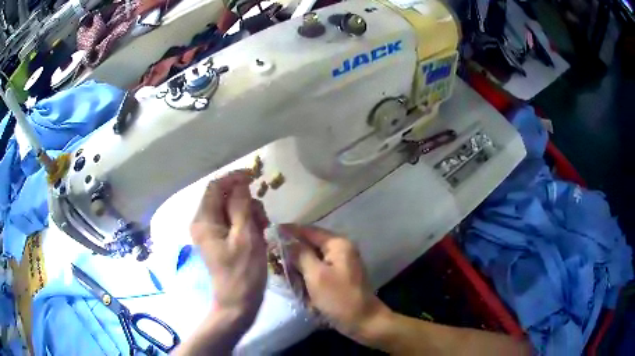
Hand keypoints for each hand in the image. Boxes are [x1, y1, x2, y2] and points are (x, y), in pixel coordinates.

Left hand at [190, 171, 268, 322]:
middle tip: (262, 218)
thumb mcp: (246, 236)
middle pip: (224, 197)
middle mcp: (203, 222)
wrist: (238, 302)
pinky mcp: (220, 240)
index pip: (216, 187)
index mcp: (204, 220)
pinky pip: (233, 222)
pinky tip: (259, 235)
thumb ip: (241, 206)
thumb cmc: (243, 272)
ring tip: (263, 229)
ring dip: (249, 213)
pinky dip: (247, 223)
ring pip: (231, 209)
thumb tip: (241, 183)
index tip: (255, 177)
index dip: (234, 178)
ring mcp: (211, 232)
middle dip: (245, 201)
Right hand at [282, 225, 389, 340]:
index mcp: (337, 244)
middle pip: (309, 243)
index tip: (267, 233)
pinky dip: (305, 273)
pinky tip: (294, 280)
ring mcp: (339, 263)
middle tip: (271, 255)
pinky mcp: (337, 276)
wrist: (363, 321)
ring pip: (311, 257)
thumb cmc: (339, 298)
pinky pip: (317, 269)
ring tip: (279, 269)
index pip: (308, 230)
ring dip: (297, 263)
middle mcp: (340, 249)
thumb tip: (284, 238)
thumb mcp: (316, 275)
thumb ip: (300, 254)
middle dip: (291, 250)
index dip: (287, 231)